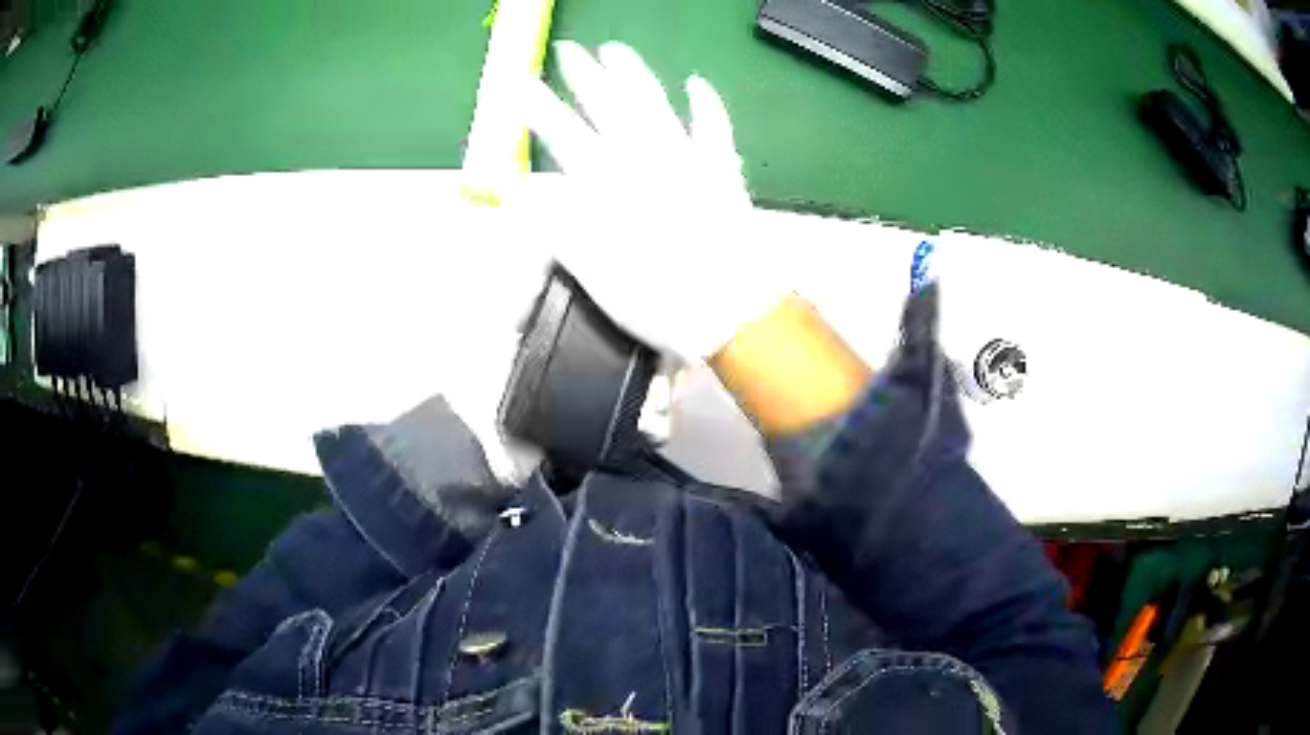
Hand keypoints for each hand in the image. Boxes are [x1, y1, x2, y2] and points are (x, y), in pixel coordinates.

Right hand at [519, 41, 785, 362]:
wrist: (733, 311)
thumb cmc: (661, 299)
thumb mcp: (596, 274)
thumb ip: (560, 229)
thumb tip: (526, 197)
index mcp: (610, 185)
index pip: (564, 135)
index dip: (539, 109)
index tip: (519, 85)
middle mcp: (646, 159)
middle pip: (608, 105)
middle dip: (583, 75)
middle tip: (566, 50)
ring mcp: (688, 158)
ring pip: (655, 103)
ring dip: (633, 73)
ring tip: (614, 49)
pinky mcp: (722, 169)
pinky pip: (714, 126)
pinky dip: (706, 103)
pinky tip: (696, 82)